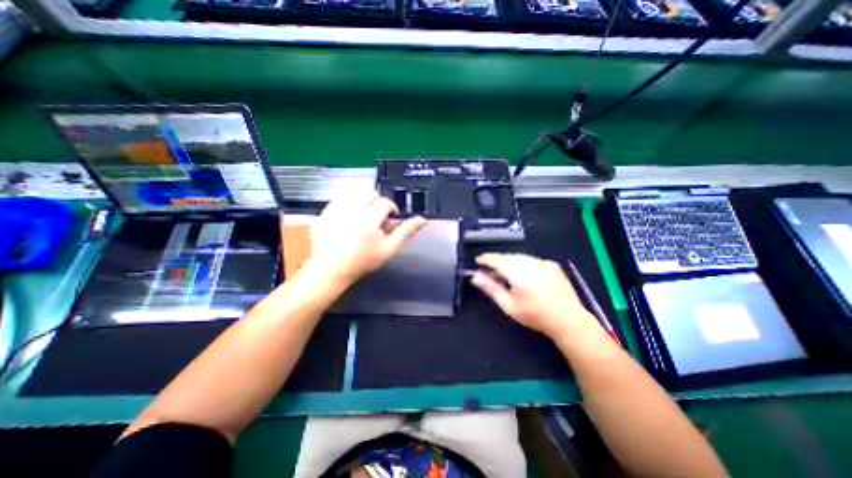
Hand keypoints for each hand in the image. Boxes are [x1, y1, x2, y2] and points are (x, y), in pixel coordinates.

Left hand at [307, 188, 424, 286]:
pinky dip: (347, 204)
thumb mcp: (389, 250)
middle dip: (376, 202)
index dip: (391, 208)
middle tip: (376, 217)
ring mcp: (333, 211)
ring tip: (362, 216)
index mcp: (368, 222)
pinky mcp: (323, 213)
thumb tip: (422, 219)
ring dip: (362, 201)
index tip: (389, 218)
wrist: (332, 269)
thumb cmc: (363, 261)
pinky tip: (348, 218)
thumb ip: (406, 232)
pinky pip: (339, 199)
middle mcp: (350, 212)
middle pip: (369, 192)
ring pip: (354, 193)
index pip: (385, 202)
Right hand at [473, 253, 597, 339]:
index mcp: (520, 274)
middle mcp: (532, 263)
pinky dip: (523, 264)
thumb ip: (491, 289)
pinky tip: (524, 276)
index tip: (478, 261)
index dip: (486, 259)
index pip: (498, 260)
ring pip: (520, 257)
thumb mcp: (509, 306)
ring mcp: (544, 262)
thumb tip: (475, 277)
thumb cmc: (535, 316)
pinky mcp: (552, 264)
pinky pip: (531, 260)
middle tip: (491, 272)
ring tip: (506, 275)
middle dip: (498, 262)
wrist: (569, 320)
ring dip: (510, 262)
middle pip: (508, 257)